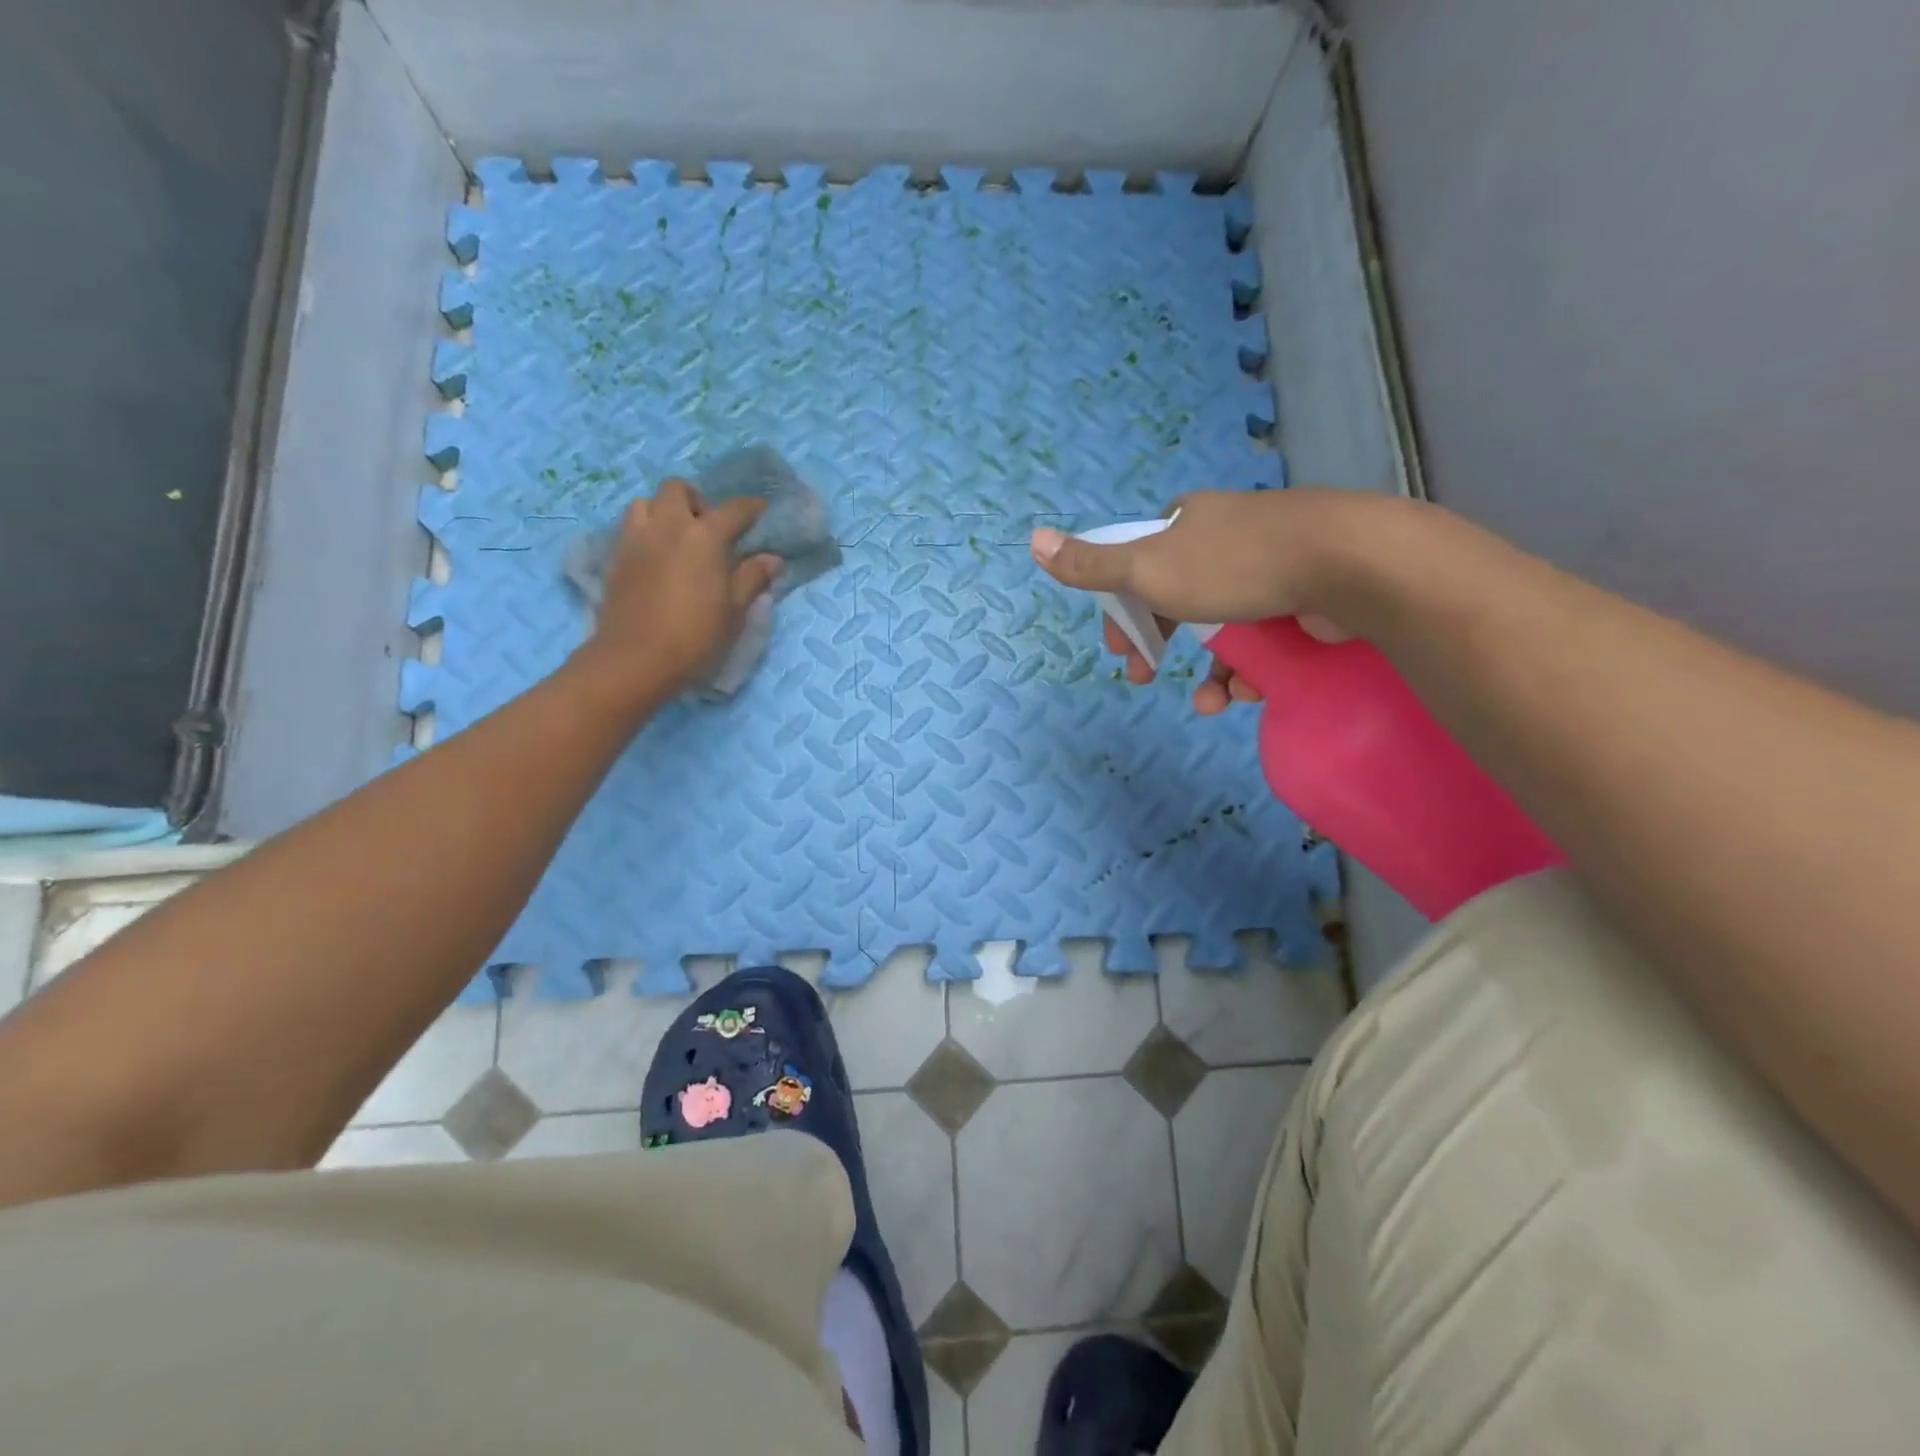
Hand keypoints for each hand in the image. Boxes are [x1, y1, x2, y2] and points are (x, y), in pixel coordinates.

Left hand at [575, 478, 781, 705]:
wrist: (636, 659)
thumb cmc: (695, 636)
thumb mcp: (734, 611)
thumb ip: (752, 578)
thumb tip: (772, 558)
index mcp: (704, 537)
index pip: (733, 509)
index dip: (752, 507)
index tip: (762, 510)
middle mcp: (668, 526)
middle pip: (678, 489)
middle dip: (697, 501)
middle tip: (710, 528)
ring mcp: (636, 538)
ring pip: (647, 502)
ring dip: (665, 511)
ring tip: (678, 539)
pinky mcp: (616, 557)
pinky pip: (631, 527)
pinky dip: (647, 531)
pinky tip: (658, 558)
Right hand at [1030, 487, 1370, 713]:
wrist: (1345, 562)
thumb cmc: (1232, 565)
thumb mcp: (1147, 567)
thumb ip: (1091, 564)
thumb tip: (1032, 540)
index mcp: (1186, 522)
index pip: (1138, 563)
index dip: (1123, 607)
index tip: (1119, 646)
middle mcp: (1224, 537)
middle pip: (1177, 598)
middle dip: (1161, 644)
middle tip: (1147, 679)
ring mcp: (1269, 565)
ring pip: (1223, 626)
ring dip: (1210, 671)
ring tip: (1211, 704)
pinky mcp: (1305, 594)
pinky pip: (1263, 637)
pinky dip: (1250, 669)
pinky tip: (1246, 693)